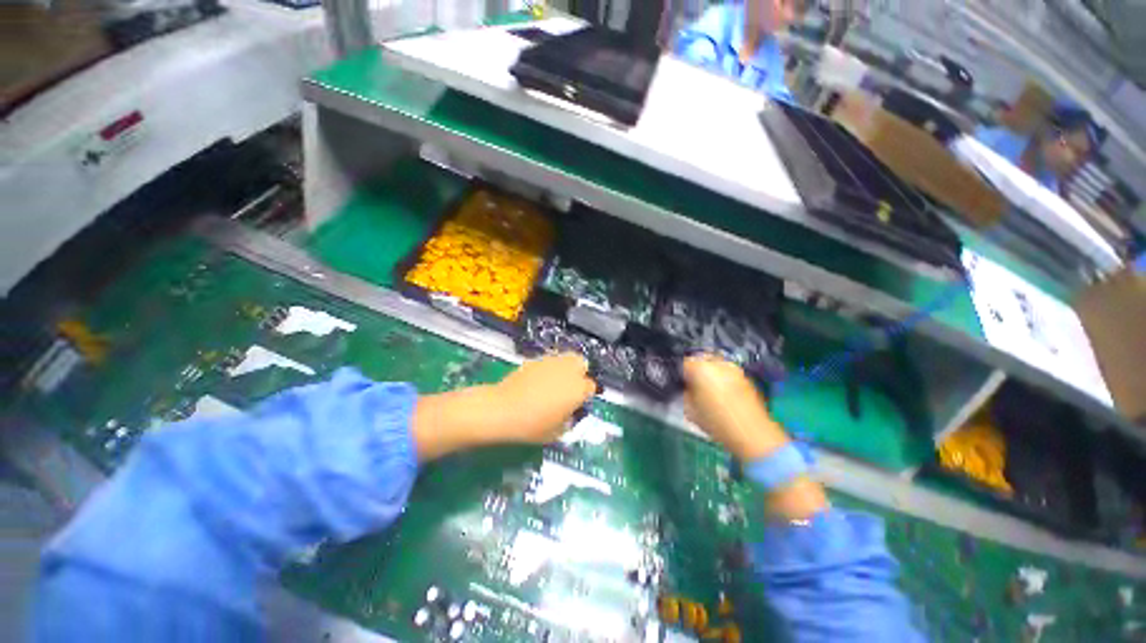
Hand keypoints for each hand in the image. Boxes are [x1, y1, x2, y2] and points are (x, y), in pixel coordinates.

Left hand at [490, 353, 597, 442]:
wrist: (503, 409)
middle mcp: (568, 371)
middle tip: (570, 387)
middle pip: (582, 364)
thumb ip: (569, 420)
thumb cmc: (532, 425)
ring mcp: (552, 362)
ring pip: (566, 358)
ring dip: (565, 368)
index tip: (578, 403)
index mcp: (578, 389)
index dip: (585, 395)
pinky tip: (539, 381)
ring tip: (555, 382)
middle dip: (579, 373)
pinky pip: (549, 361)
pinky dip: (549, 368)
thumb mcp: (557, 432)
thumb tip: (569, 414)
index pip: (591, 386)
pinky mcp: (536, 360)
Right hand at [681, 355, 788, 460]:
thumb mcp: (690, 410)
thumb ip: (686, 394)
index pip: (684, 363)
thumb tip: (688, 389)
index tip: (683, 385)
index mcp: (700, 368)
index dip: (682, 375)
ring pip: (716, 365)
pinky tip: (724, 395)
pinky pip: (728, 373)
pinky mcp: (746, 377)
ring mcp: (734, 369)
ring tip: (710, 391)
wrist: (753, 434)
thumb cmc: (717, 423)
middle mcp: (718, 363)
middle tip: (695, 386)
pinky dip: (724, 379)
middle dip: (697, 370)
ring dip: (711, 373)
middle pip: (701, 359)